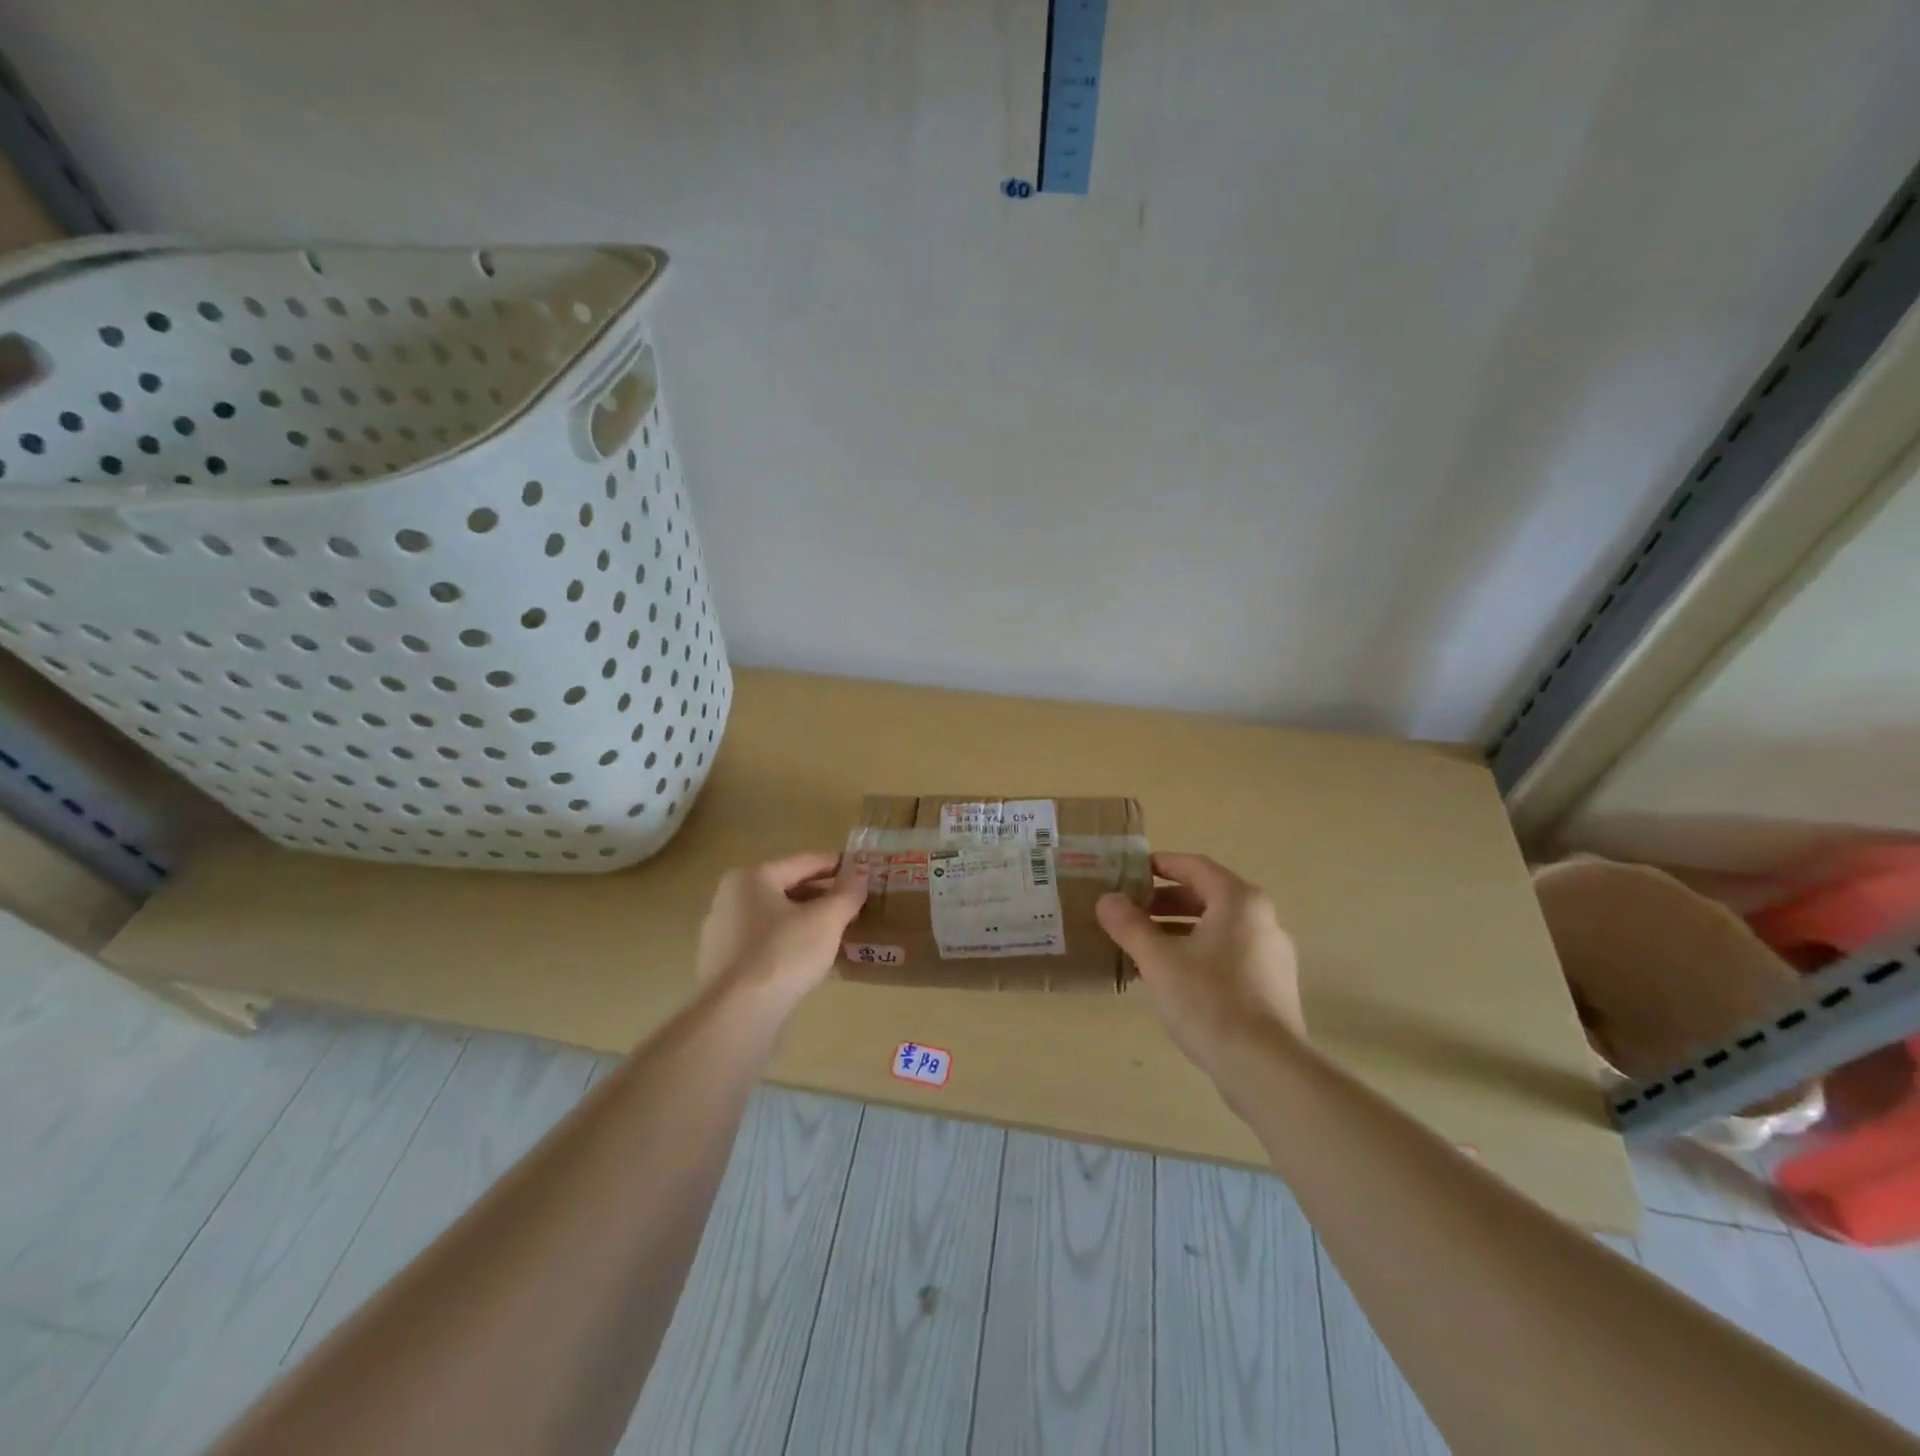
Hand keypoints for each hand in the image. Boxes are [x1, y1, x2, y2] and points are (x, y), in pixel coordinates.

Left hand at [696, 852, 867, 1009]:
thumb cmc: (783, 955)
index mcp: (752, 877)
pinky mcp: (725, 965)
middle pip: (789, 889)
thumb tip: (860, 873)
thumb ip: (847, 893)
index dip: (839, 866)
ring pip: (778, 918)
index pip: (805, 862)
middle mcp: (731, 898)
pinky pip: (766, 943)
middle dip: (824, 896)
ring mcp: (723, 933)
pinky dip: (791, 944)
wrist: (736, 1017)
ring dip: (809, 922)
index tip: (865, 871)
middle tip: (857, 905)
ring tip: (840, 932)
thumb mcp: (826, 920)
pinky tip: (813, 959)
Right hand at [1096, 853, 1304, 1080]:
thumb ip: (1129, 924)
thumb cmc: (1209, 1000)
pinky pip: (1227, 954)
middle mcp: (1262, 919)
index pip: (1194, 866)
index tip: (1129, 872)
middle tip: (1129, 911)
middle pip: (1206, 896)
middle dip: (1164, 901)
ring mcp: (1271, 954)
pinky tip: (1169, 977)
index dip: (1159, 864)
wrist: (1265, 1068)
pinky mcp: (1271, 986)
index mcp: (1239, 901)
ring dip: (1177, 930)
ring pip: (1216, 928)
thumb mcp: (1158, 959)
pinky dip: (1196, 953)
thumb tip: (1106, 900)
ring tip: (1141, 945)